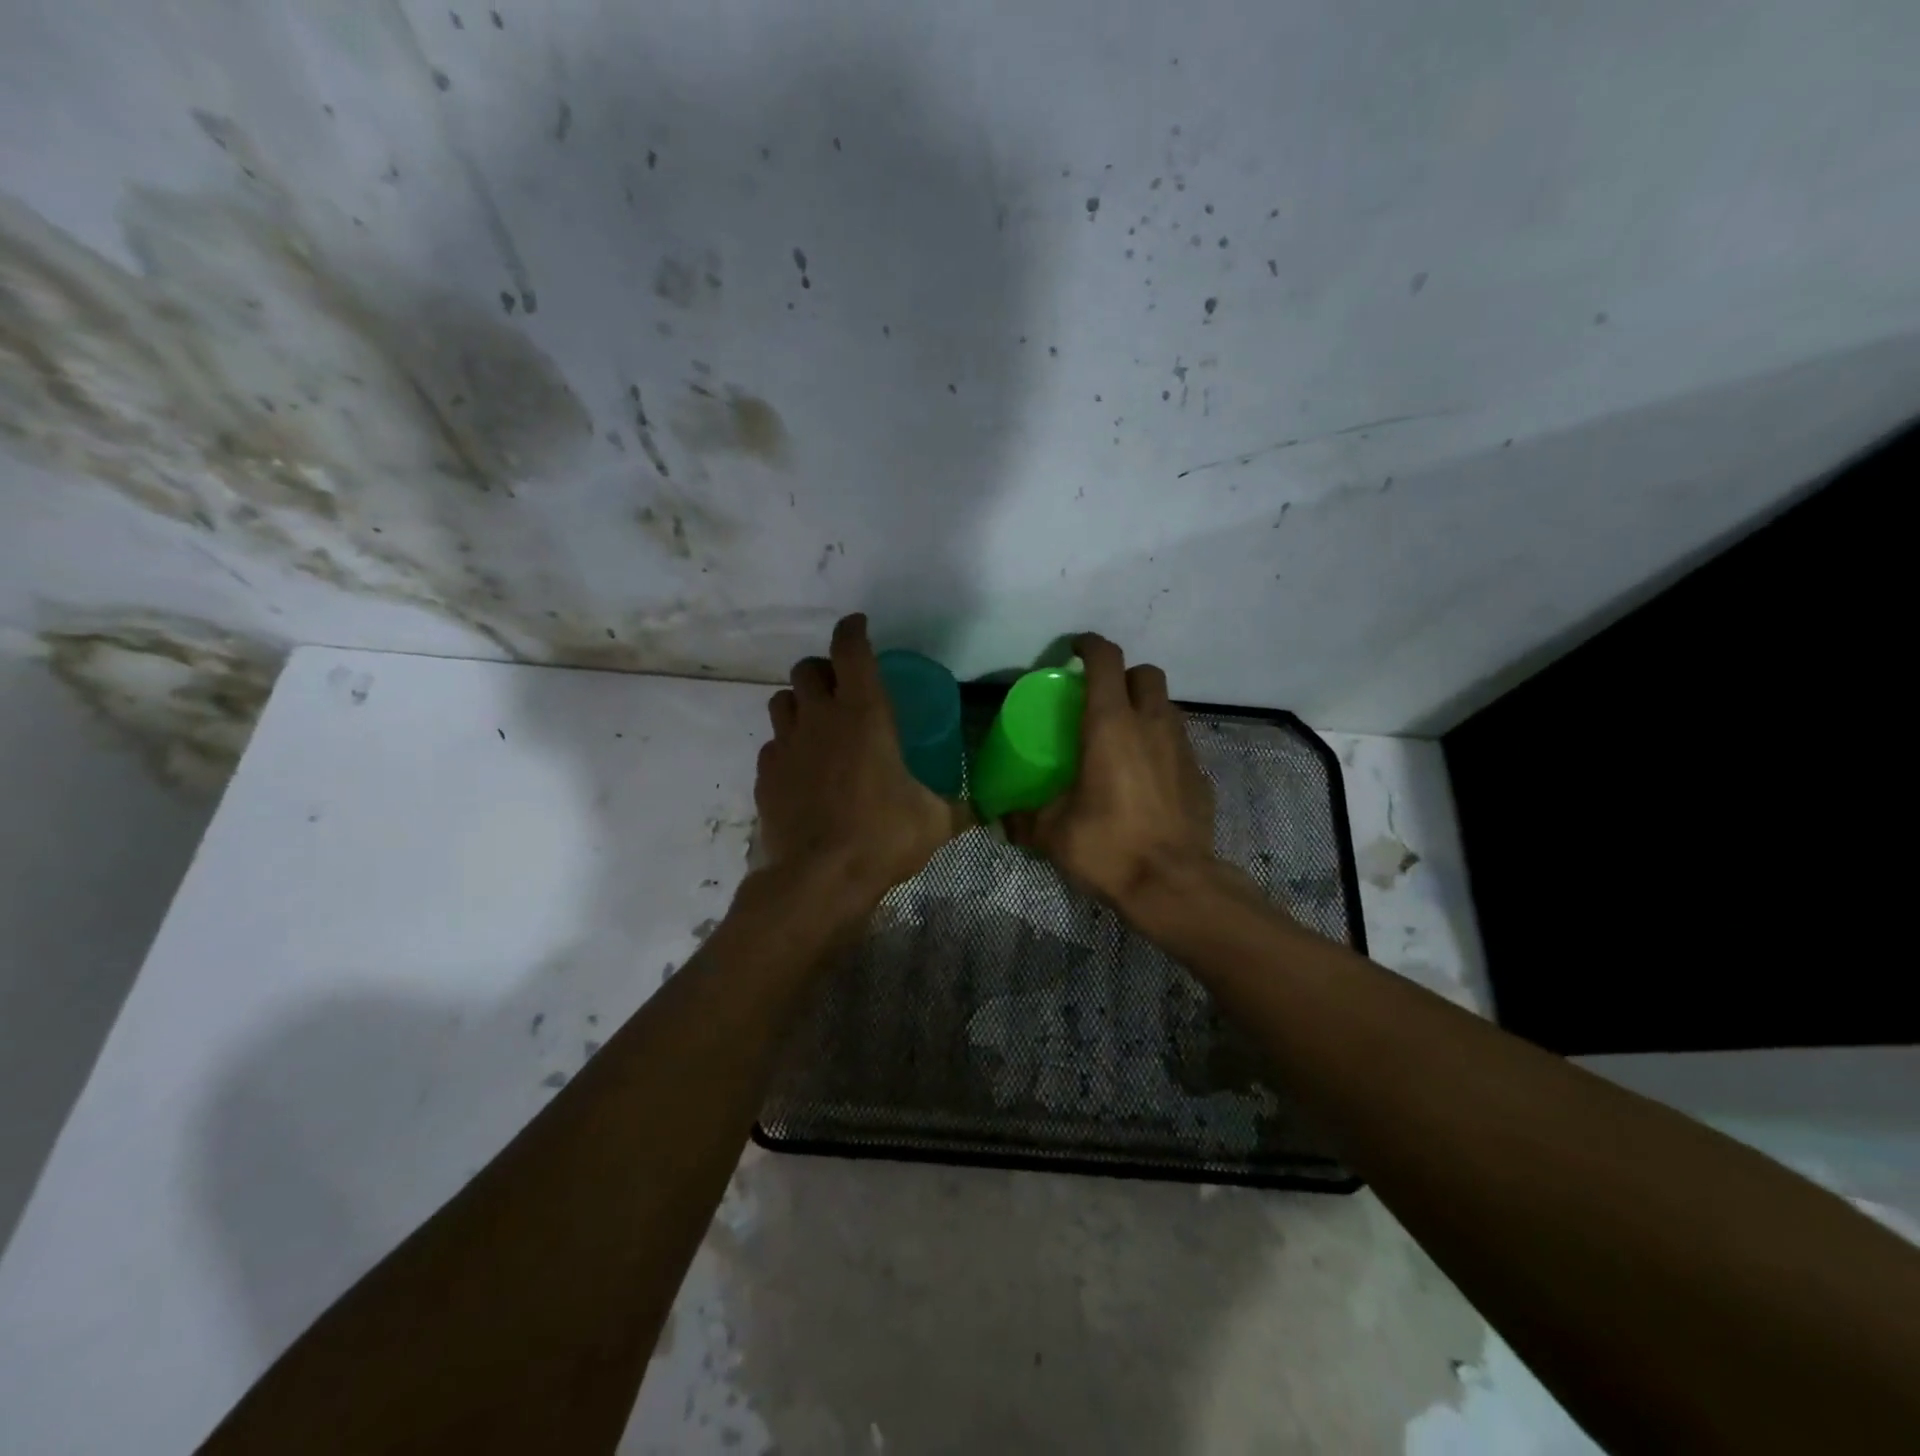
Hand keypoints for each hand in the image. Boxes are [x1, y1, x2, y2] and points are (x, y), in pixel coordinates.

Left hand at [752, 614, 967, 918]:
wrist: (819, 879)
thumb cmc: (883, 836)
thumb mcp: (934, 821)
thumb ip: (957, 808)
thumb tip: (983, 811)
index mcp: (864, 713)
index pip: (850, 649)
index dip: (853, 630)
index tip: (859, 626)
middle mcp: (819, 718)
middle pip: (807, 668)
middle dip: (823, 669)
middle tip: (841, 686)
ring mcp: (786, 745)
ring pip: (782, 701)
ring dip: (800, 703)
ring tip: (818, 725)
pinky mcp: (765, 775)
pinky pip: (772, 745)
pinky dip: (786, 747)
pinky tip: (802, 770)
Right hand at [1006, 634, 1223, 913]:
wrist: (1175, 886)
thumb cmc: (1109, 847)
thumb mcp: (1053, 833)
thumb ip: (1024, 818)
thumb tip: (1001, 818)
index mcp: (1111, 725)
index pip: (1106, 660)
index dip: (1089, 646)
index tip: (1074, 650)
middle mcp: (1152, 725)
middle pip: (1145, 674)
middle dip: (1124, 676)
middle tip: (1101, 700)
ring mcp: (1182, 748)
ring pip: (1166, 707)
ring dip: (1145, 709)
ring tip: (1124, 739)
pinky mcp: (1200, 775)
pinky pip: (1179, 744)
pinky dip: (1162, 747)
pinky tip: (1147, 779)